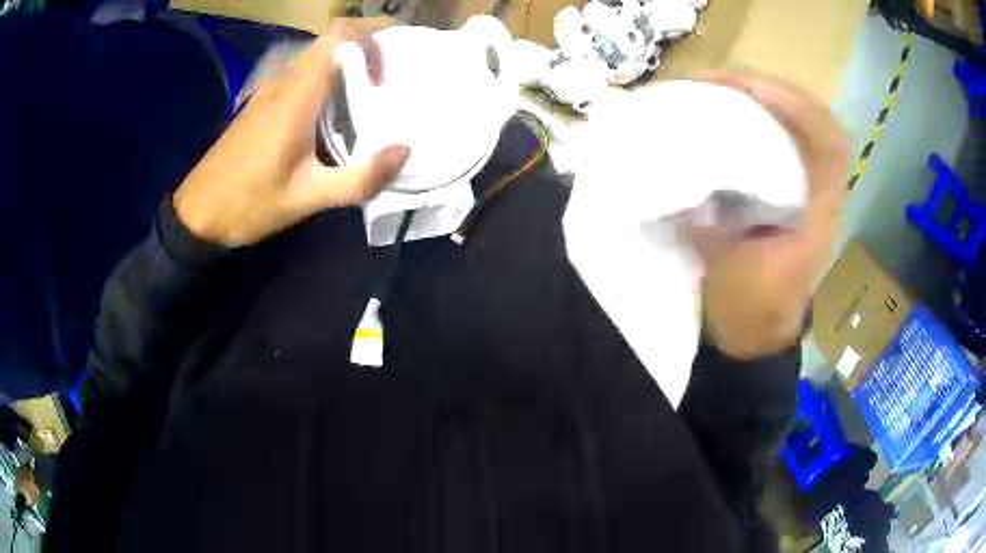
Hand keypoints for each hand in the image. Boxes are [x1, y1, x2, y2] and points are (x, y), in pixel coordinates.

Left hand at [173, 18, 409, 246]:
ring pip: (315, 58)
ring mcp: (268, 92)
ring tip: (368, 98)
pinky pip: (300, 76)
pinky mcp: (261, 105)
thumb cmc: (248, 204)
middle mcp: (283, 83)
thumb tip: (404, 151)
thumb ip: (358, 178)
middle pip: (330, 41)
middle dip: (365, 50)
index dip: (371, 37)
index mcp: (296, 96)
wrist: (196, 214)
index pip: (338, 35)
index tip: (387, 71)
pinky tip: (331, 117)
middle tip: (389, 83)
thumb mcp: (306, 199)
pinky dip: (325, 81)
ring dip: (346, 66)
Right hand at [694, 72, 848, 358]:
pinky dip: (767, 117)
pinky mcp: (797, 192)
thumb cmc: (748, 310)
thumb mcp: (727, 268)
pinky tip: (736, 112)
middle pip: (820, 123)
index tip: (745, 88)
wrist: (757, 333)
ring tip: (726, 86)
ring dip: (771, 98)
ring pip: (808, 127)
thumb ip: (709, 218)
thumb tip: (680, 169)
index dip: (794, 106)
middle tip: (724, 79)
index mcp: (816, 217)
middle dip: (775, 90)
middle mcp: (821, 196)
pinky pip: (791, 140)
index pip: (828, 144)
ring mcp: (812, 192)